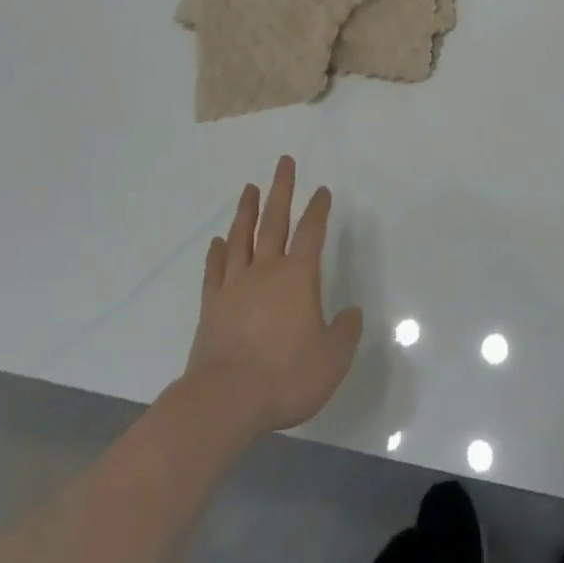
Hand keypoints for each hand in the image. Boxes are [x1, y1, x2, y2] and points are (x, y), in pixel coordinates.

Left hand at [181, 156, 363, 435]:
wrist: (224, 401)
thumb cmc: (284, 376)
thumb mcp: (331, 360)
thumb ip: (345, 333)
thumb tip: (352, 313)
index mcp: (298, 277)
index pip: (312, 232)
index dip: (319, 208)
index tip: (322, 190)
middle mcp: (266, 270)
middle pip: (275, 220)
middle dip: (282, 189)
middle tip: (284, 161)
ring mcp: (235, 286)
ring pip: (242, 237)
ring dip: (247, 211)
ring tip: (250, 188)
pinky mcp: (211, 306)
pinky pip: (215, 270)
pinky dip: (217, 253)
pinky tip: (218, 241)